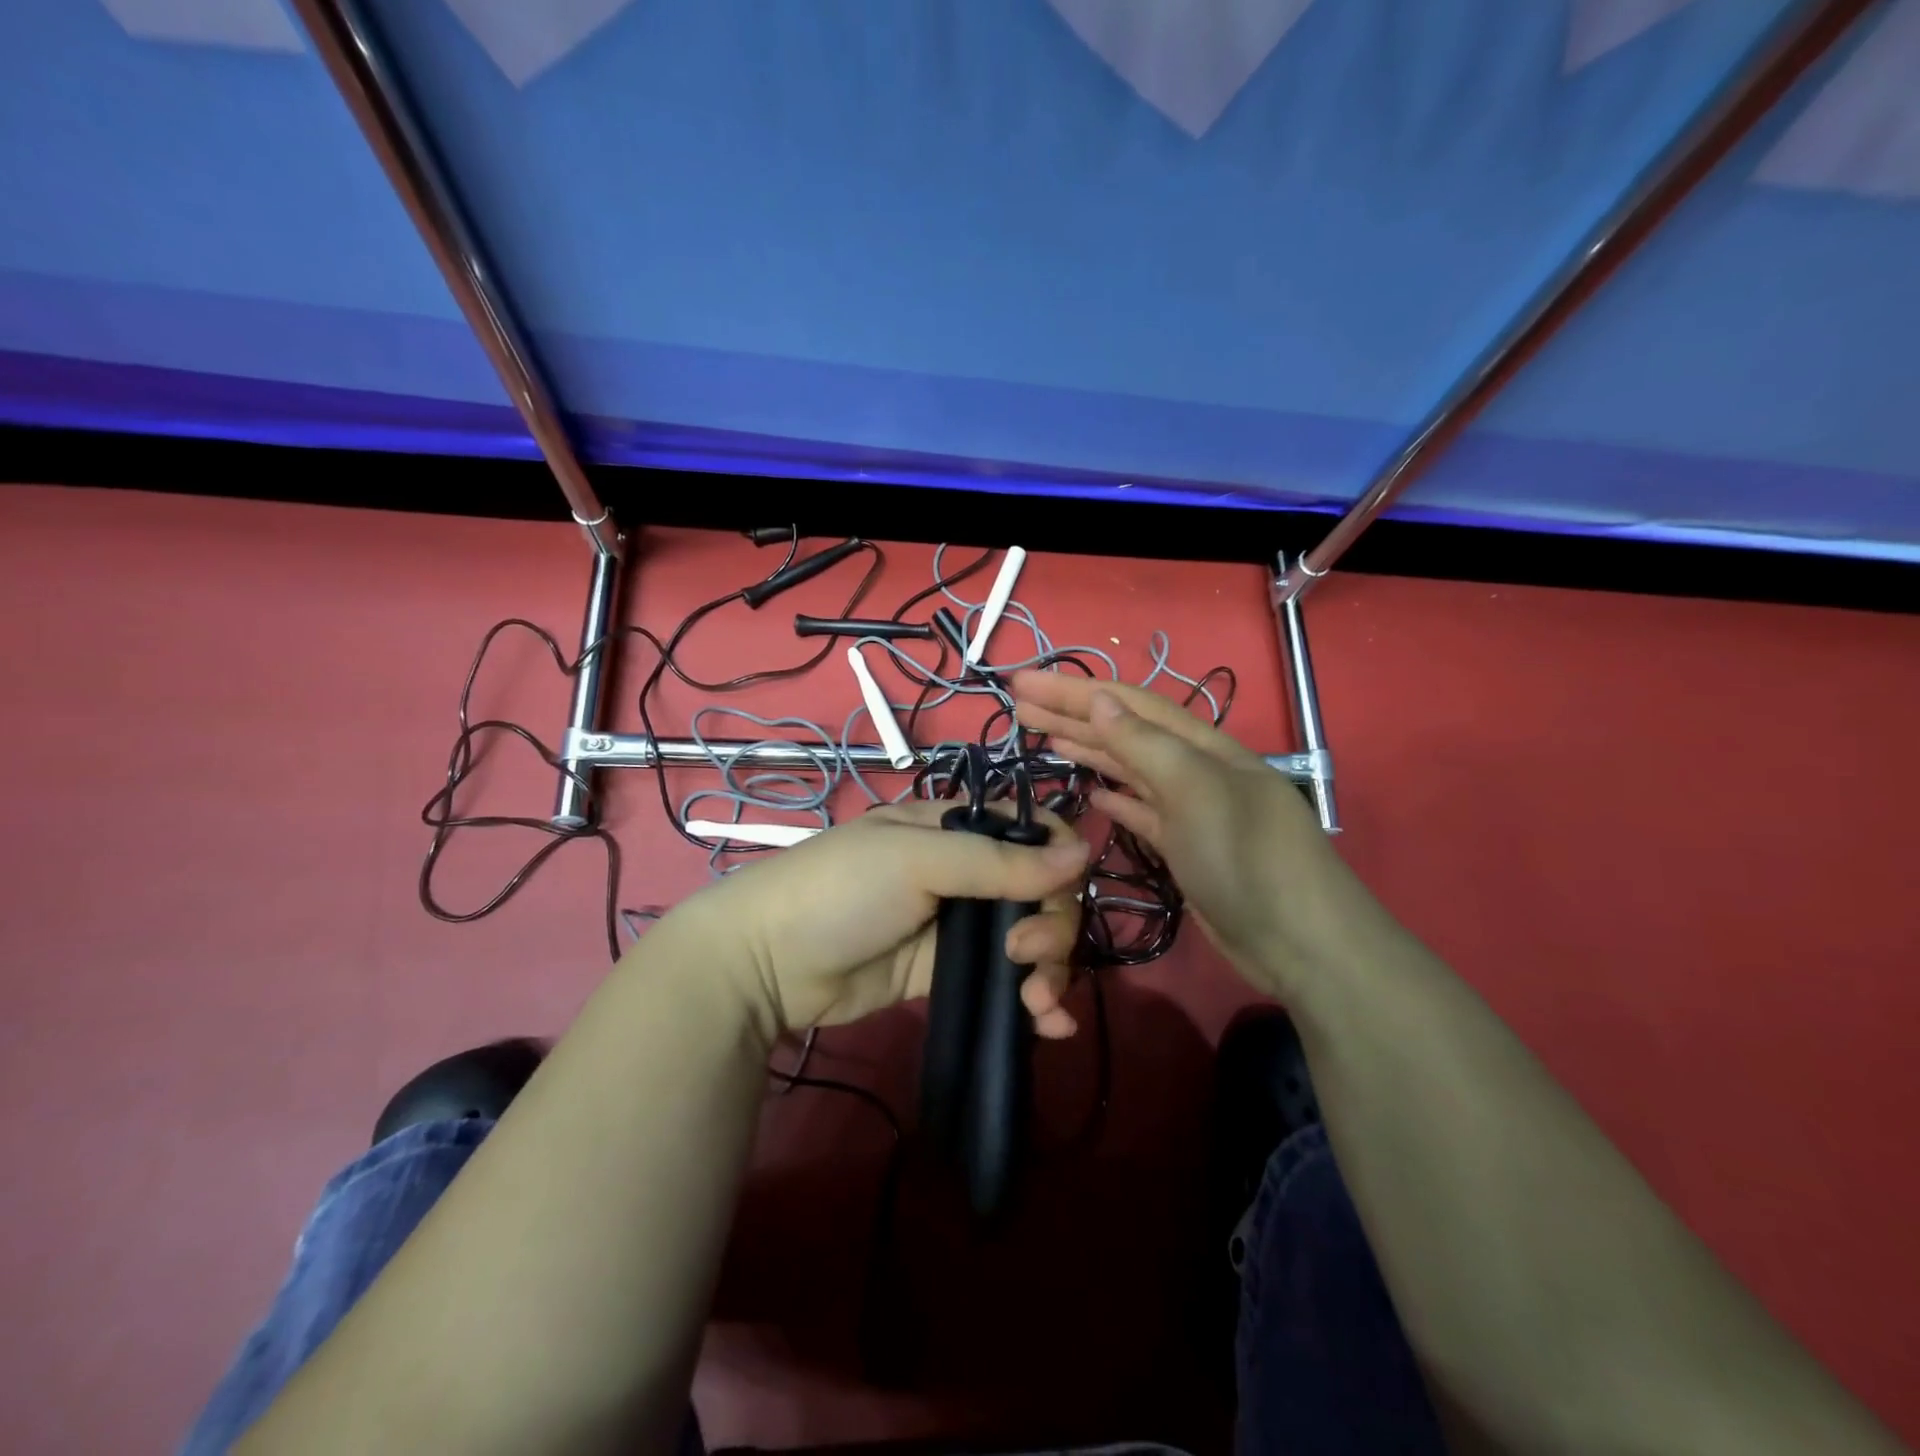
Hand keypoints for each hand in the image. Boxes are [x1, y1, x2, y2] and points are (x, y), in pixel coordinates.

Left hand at [662, 801, 1089, 1040]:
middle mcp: (963, 871)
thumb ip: (998, 862)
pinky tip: (1051, 1028)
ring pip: (1029, 939)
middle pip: (1040, 891)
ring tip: (1038, 1006)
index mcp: (954, 828)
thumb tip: (1085, 851)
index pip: (1032, 834)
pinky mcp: (944, 974)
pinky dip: (1034, 1003)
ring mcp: (954, 925)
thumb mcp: (917, 860)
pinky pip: (1003, 982)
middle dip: (1052, 927)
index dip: (1059, 862)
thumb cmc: (840, 890)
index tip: (1060, 895)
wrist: (765, 965)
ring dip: (1051, 970)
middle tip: (1026, 958)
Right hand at [1011, 671, 1356, 994]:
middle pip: (1124, 731)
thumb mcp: (1195, 790)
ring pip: (1129, 769)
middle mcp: (1195, 769)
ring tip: (1042, 737)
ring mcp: (1191, 810)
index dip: (1073, 690)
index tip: (1023, 684)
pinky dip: (1115, 796)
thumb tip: (1099, 698)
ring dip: (1087, 749)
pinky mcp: (1186, 847)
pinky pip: (1142, 810)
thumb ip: (1145, 744)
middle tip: (1018, 705)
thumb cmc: (1246, 858)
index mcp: (1201, 746)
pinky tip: (1092, 791)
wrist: (1301, 943)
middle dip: (1071, 715)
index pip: (1127, 704)